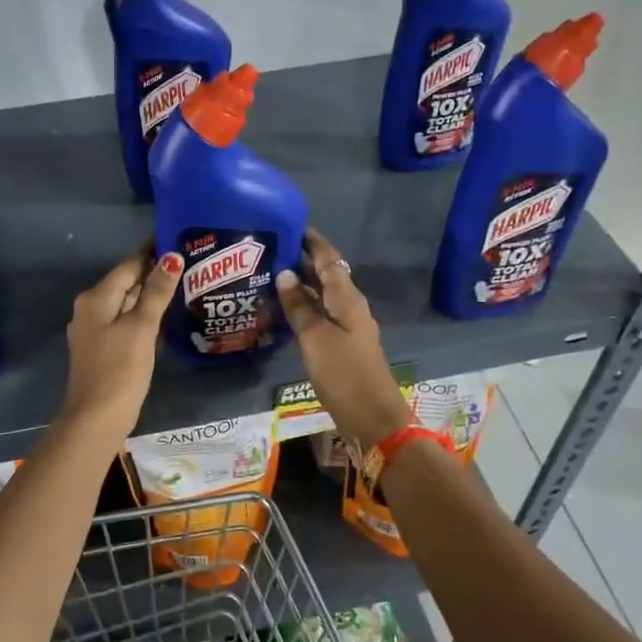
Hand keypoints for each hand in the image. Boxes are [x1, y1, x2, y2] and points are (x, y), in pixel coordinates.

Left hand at [59, 246, 182, 439]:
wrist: (96, 418)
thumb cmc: (120, 369)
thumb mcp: (141, 327)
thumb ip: (156, 292)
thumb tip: (172, 256)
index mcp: (96, 298)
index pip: (128, 265)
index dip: (151, 251)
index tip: (176, 236)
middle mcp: (89, 308)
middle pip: (125, 282)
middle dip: (152, 271)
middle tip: (187, 259)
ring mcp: (93, 330)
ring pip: (124, 302)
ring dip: (148, 293)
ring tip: (181, 283)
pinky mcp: (101, 348)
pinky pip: (123, 320)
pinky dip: (141, 314)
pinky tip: (161, 316)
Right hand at [275, 228, 412, 451]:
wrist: (372, 417)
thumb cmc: (344, 373)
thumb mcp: (315, 337)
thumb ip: (299, 306)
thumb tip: (284, 273)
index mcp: (346, 298)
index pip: (328, 258)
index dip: (311, 240)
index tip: (290, 223)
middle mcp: (349, 306)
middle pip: (325, 275)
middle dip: (301, 260)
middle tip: (269, 249)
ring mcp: (347, 327)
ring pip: (321, 296)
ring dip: (300, 284)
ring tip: (269, 275)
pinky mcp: (342, 346)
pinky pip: (320, 315)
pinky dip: (303, 307)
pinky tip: (283, 311)